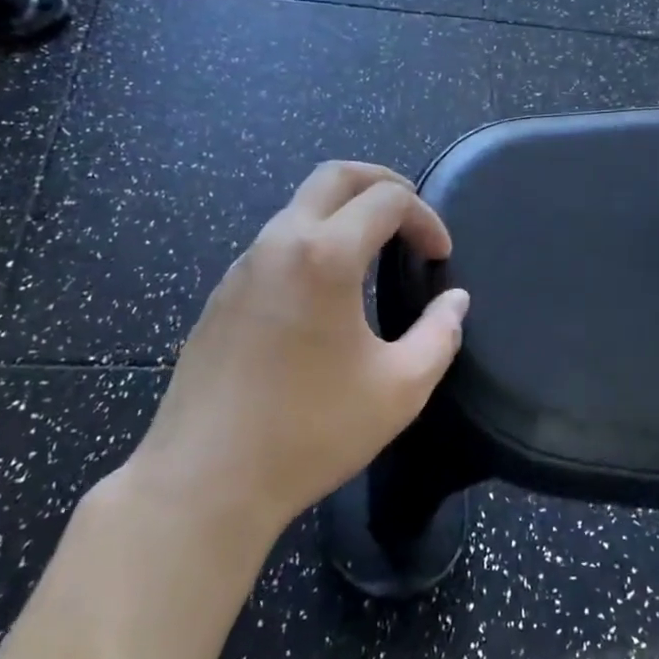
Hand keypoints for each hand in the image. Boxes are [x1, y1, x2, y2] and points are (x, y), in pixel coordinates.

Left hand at [126, 161, 470, 540]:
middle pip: (335, 175)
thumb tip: (455, 301)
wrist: (203, 482)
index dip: (426, 218)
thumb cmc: (309, 432)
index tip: (440, 257)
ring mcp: (243, 266)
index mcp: (325, 256)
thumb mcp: (398, 390)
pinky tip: (326, 291)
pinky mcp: (222, 294)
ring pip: (301, 205)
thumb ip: (439, 335)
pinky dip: (314, 240)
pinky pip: (276, 242)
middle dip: (383, 182)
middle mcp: (279, 243)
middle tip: (411, 217)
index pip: (387, 199)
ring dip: (345, 212)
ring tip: (375, 251)